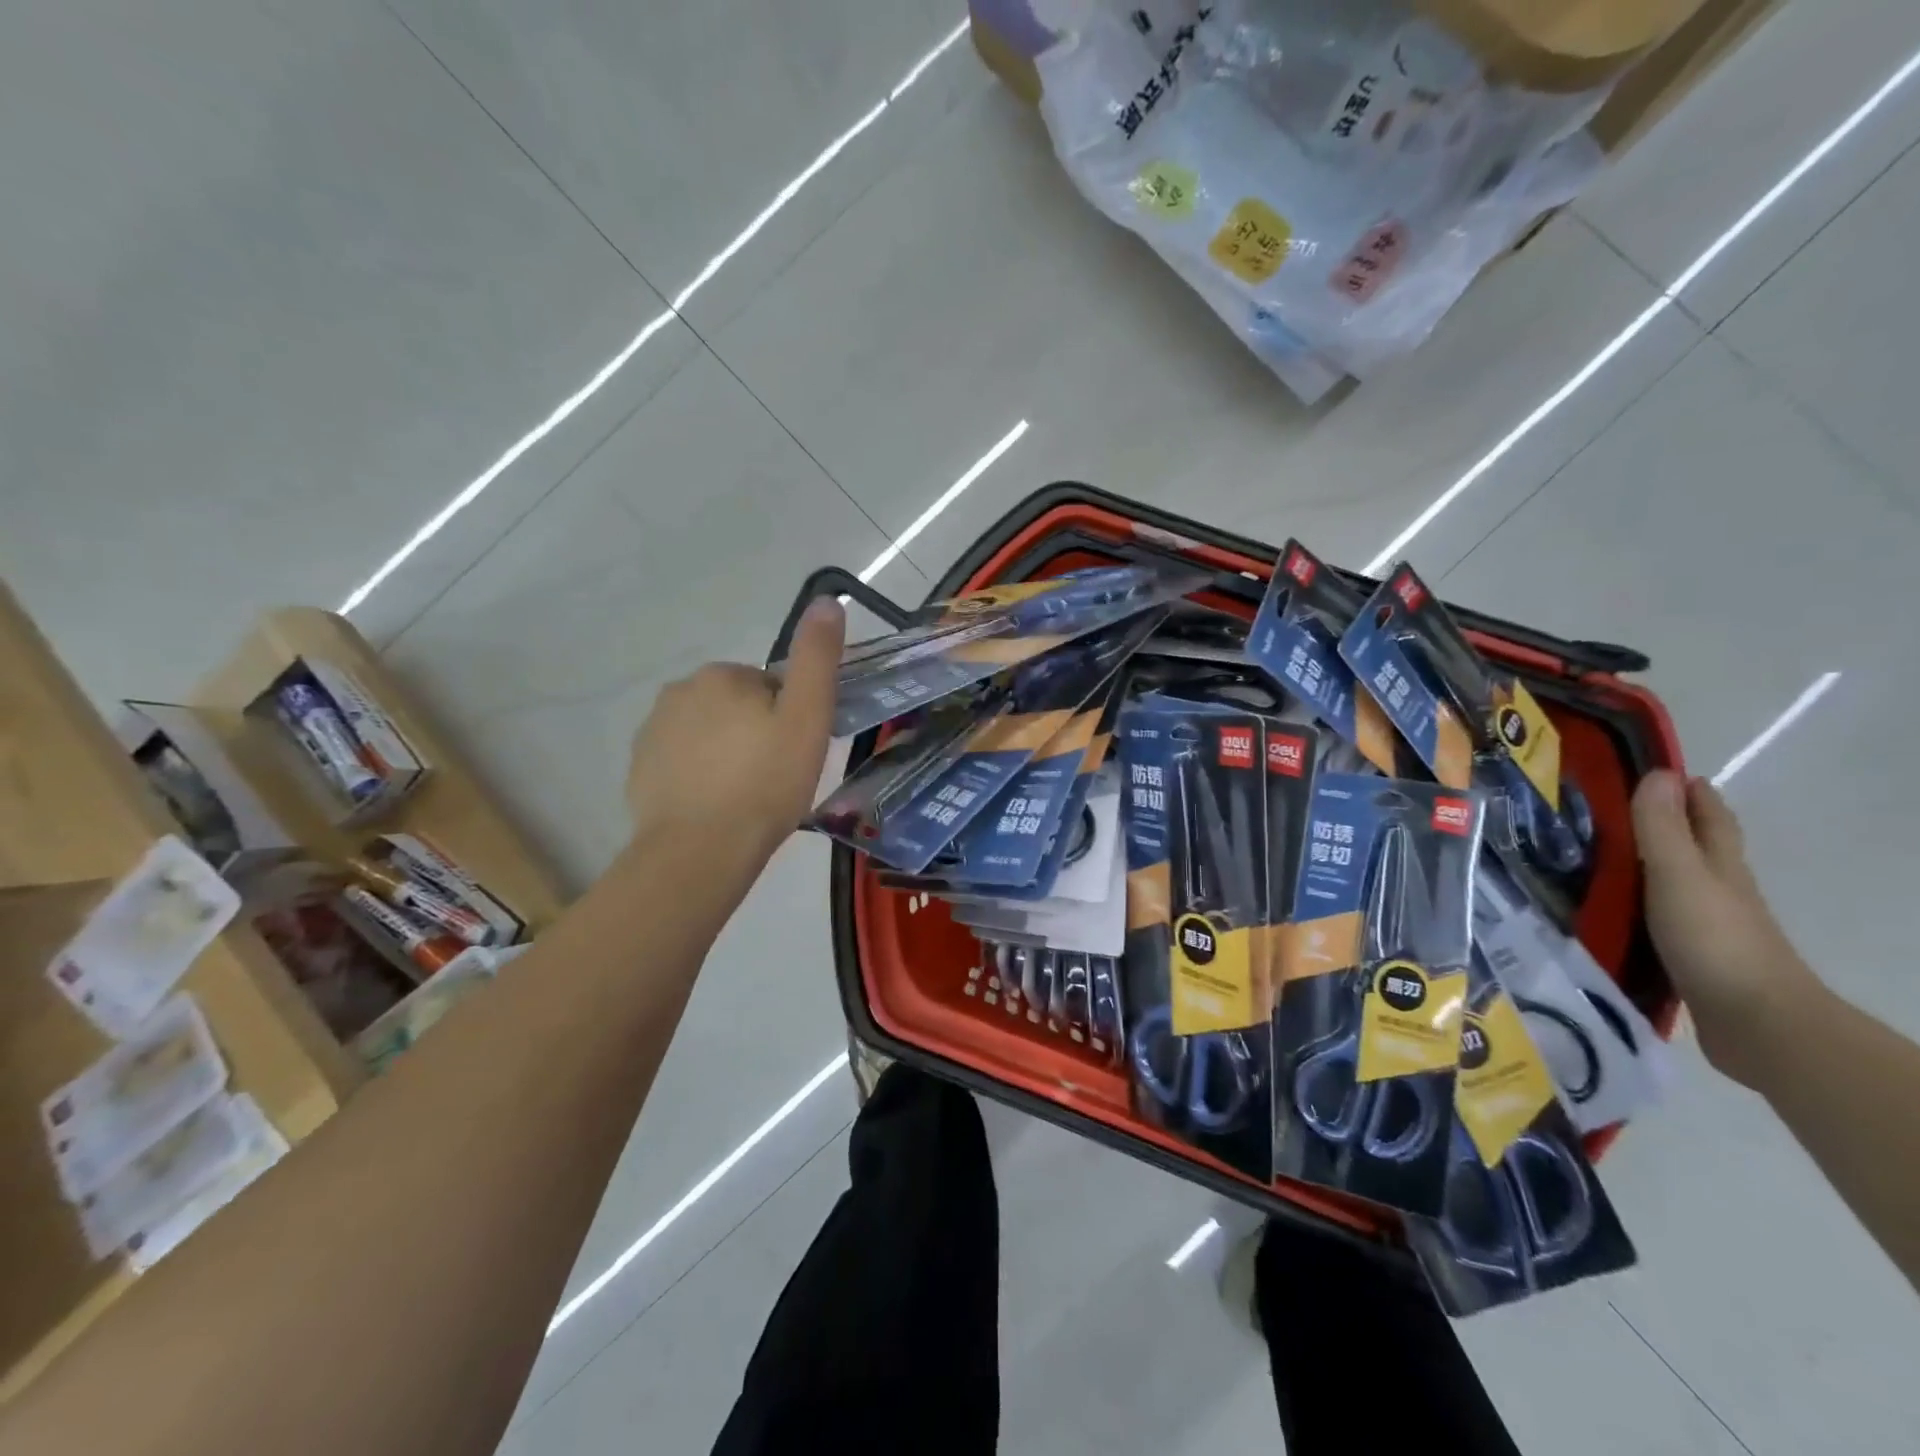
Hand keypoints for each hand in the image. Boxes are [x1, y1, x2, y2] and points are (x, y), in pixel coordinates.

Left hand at [626, 597, 844, 871]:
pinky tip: (714, 807)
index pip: (769, 687)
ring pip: (707, 733)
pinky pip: (681, 761)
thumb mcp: (807, 718)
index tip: (794, 754)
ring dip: (726, 754)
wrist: (700, 850)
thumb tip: (826, 601)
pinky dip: (699, 776)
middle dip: (755, 733)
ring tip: (745, 796)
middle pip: (736, 707)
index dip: (789, 719)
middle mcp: (680, 691)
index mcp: (722, 675)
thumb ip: (817, 658)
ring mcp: (652, 730)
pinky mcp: (639, 768)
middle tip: (774, 777)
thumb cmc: (765, 783)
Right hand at [1631, 770, 1823, 1088]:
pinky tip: (1604, 907)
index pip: (1709, 819)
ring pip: (1670, 883)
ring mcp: (1704, 926)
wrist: (1756, 1023)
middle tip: (1613, 808)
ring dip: (1642, 866)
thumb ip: (1663, 829)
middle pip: (1694, 849)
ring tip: (1594, 854)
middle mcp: (1716, 890)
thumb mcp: (1680, 876)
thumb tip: (1660, 773)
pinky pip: (1654, 917)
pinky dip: (1634, 904)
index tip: (1660, 770)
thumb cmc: (1716, 939)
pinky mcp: (1686, 956)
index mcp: (1719, 867)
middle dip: (1666, 826)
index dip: (1692, 794)